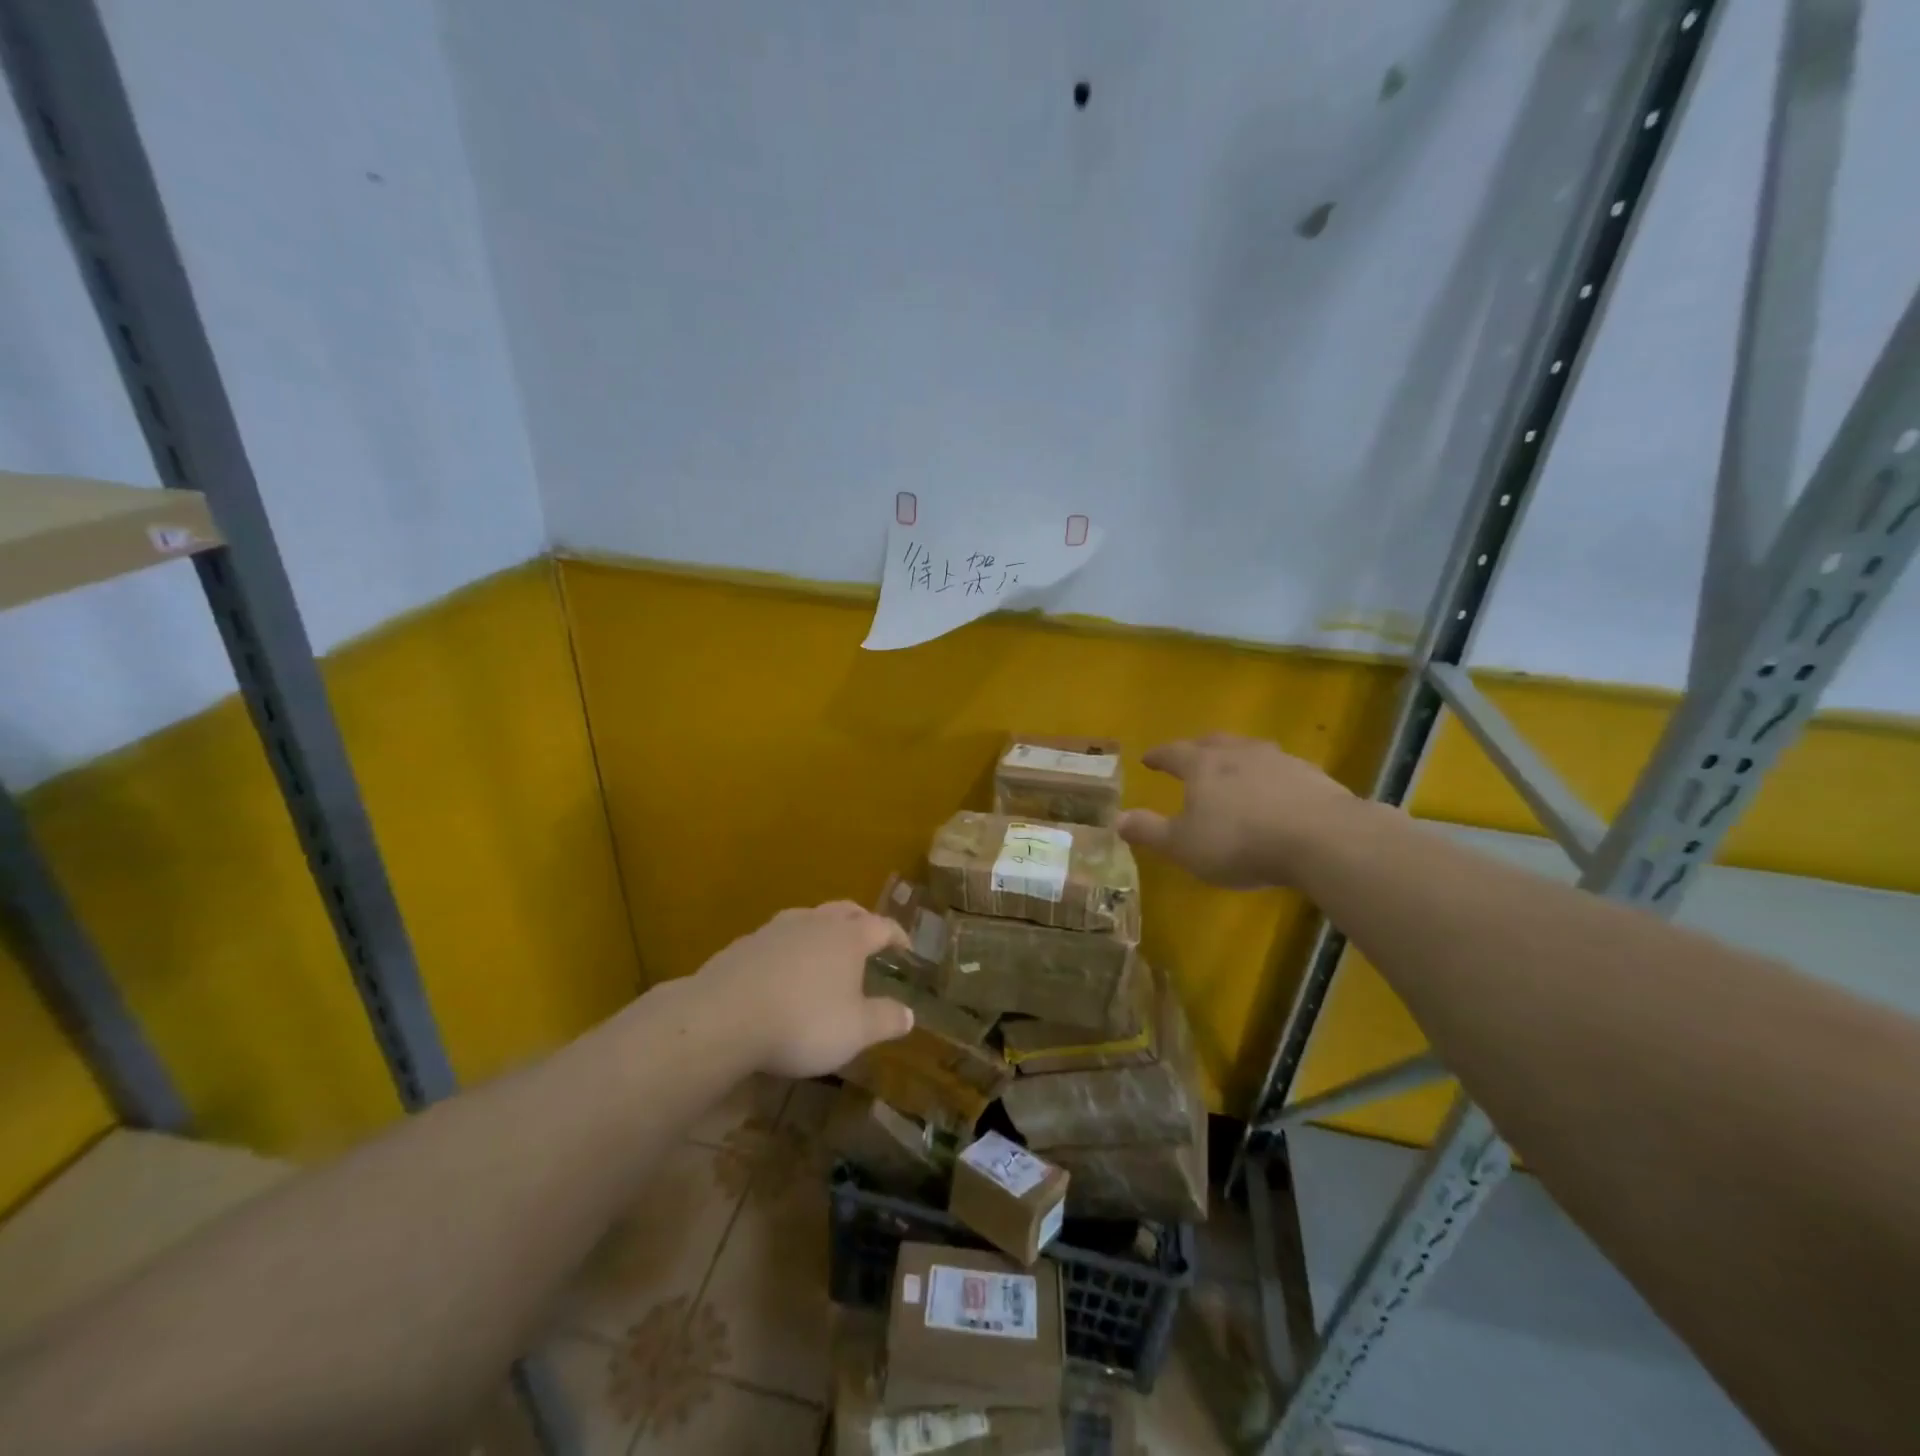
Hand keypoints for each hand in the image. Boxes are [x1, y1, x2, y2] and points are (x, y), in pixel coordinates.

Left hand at [691, 902, 915, 1077]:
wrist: (724, 1017)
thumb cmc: (803, 1021)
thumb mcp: (855, 1031)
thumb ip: (885, 1020)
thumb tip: (909, 1014)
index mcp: (848, 937)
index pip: (882, 927)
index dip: (897, 935)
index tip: (906, 947)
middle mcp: (815, 923)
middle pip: (845, 911)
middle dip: (862, 921)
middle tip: (870, 935)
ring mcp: (776, 929)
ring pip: (808, 918)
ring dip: (822, 929)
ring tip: (825, 948)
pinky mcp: (744, 944)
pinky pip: (777, 938)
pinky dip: (790, 947)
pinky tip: (783, 969)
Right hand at [1117, 733, 1354, 887]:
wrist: (1321, 838)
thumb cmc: (1240, 842)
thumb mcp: (1183, 845)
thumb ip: (1149, 831)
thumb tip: (1117, 818)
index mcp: (1202, 766)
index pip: (1173, 753)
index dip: (1159, 756)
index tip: (1148, 759)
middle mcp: (1238, 754)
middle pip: (1214, 743)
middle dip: (1198, 749)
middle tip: (1191, 757)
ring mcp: (1279, 760)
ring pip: (1251, 750)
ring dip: (1238, 758)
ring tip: (1235, 770)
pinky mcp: (1312, 776)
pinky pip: (1282, 769)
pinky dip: (1271, 776)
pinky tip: (1277, 792)